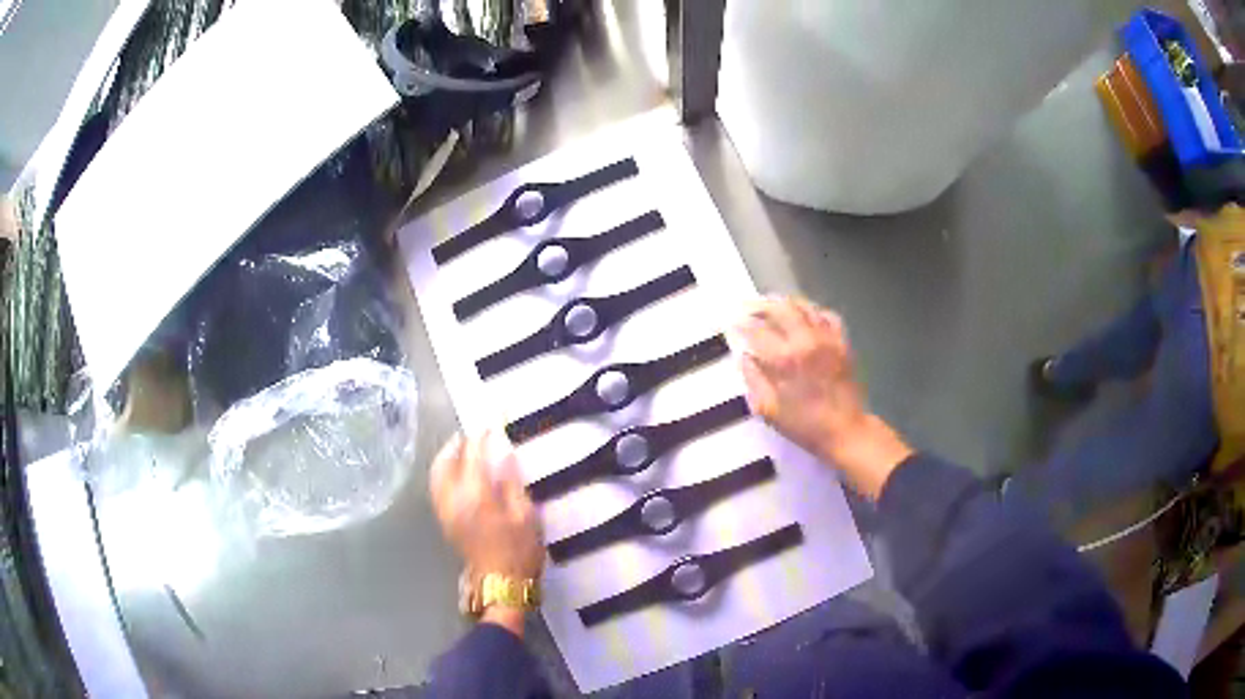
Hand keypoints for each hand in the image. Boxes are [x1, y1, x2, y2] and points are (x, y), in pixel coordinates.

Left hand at [430, 430, 542, 633]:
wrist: (502, 584)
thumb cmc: (520, 550)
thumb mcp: (526, 514)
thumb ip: (511, 480)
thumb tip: (503, 451)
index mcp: (476, 496)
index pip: (473, 454)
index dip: (482, 436)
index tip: (491, 422)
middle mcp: (453, 499)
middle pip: (446, 461)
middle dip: (457, 443)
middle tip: (473, 434)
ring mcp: (445, 511)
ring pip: (437, 474)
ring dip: (447, 456)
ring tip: (462, 448)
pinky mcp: (444, 520)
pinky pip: (437, 487)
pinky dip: (443, 472)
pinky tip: (456, 472)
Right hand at [730, 296, 912, 499]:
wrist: (845, 431)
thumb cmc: (804, 425)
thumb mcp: (769, 409)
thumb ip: (753, 379)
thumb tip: (745, 357)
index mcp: (785, 359)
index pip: (757, 330)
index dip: (741, 324)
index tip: (732, 323)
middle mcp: (806, 341)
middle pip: (780, 308)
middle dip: (760, 306)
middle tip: (748, 308)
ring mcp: (827, 338)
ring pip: (803, 306)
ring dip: (784, 304)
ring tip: (772, 307)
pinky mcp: (842, 342)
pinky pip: (826, 315)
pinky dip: (812, 311)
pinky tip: (804, 317)